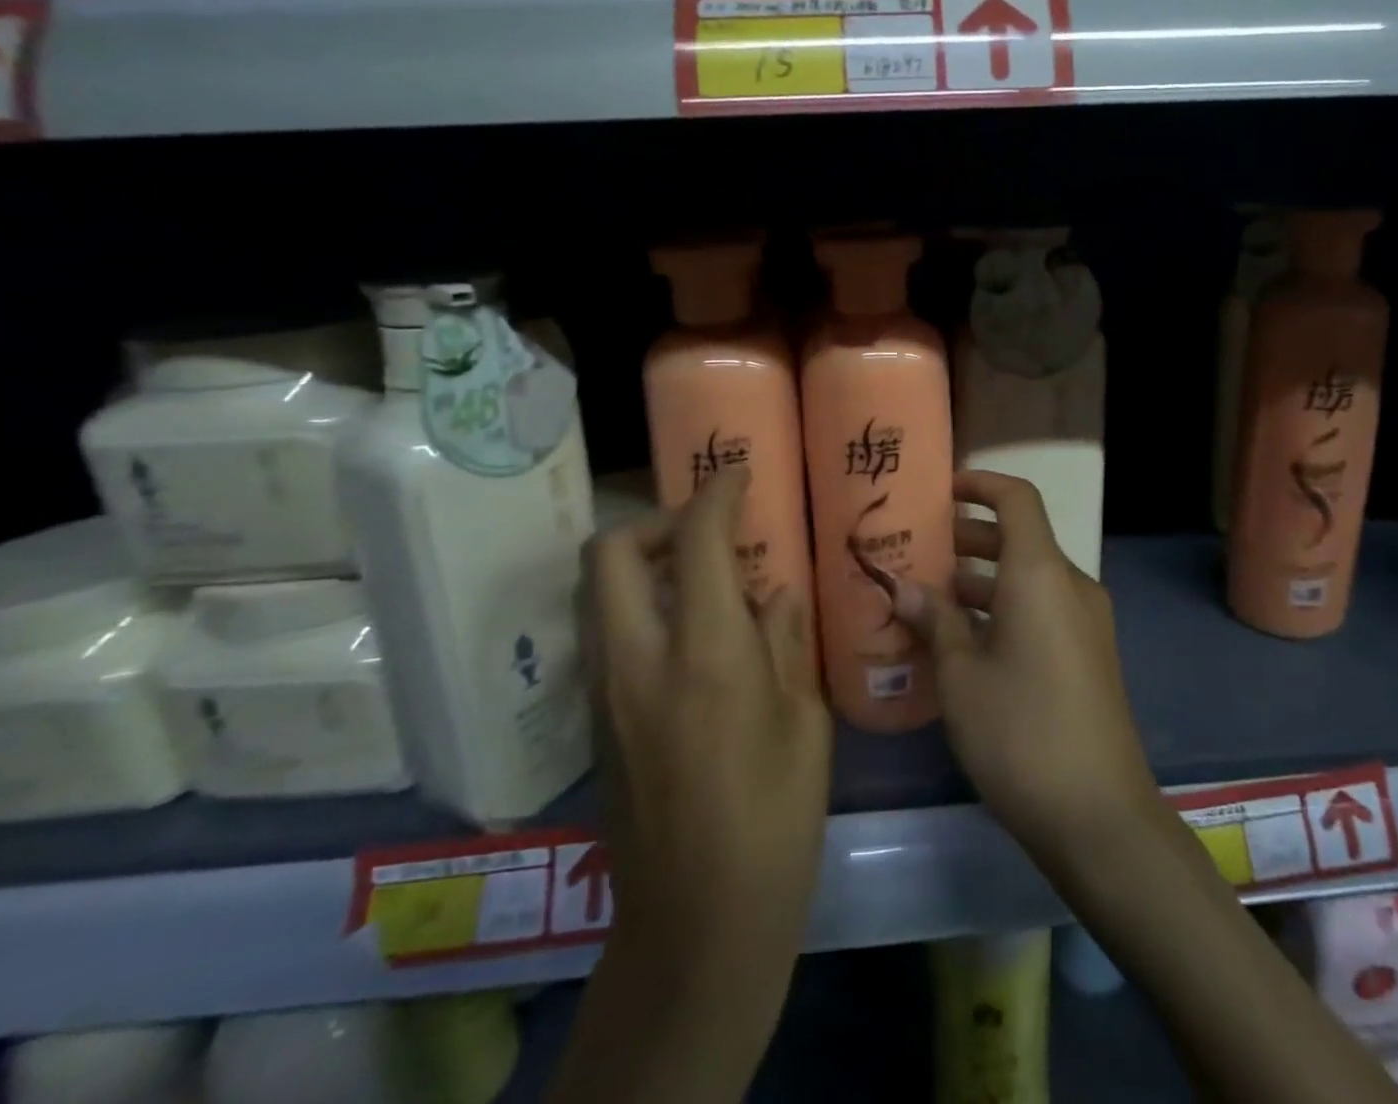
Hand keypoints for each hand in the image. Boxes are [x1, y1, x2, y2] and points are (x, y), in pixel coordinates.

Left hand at [584, 467, 830, 971]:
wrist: (698, 923)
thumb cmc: (774, 818)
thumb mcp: (803, 722)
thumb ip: (784, 641)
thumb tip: (775, 591)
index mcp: (704, 654)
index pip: (696, 540)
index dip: (717, 494)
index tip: (739, 475)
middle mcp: (638, 660)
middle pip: (611, 552)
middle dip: (654, 521)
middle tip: (704, 531)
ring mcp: (604, 692)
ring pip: (597, 592)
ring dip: (640, 563)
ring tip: (697, 578)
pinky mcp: (594, 722)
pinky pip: (603, 632)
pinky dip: (636, 606)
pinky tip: (685, 637)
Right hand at [893, 470, 1160, 860]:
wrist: (1100, 817)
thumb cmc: (1021, 732)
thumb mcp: (961, 675)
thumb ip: (934, 621)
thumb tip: (903, 587)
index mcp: (1041, 574)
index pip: (1017, 499)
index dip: (980, 484)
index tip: (940, 490)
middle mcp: (1071, 585)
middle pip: (1020, 538)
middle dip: (969, 537)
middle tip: (919, 549)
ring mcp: (1086, 622)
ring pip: (1029, 578)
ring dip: (983, 578)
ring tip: (929, 597)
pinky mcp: (1089, 656)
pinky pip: (1042, 609)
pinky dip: (1004, 608)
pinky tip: (964, 642)